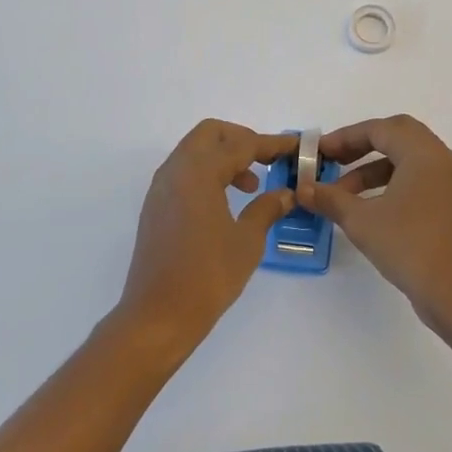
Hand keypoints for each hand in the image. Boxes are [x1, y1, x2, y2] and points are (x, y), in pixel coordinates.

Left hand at [116, 120, 298, 353]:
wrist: (157, 317)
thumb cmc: (207, 276)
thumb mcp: (247, 241)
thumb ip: (267, 209)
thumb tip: (285, 194)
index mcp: (198, 172)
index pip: (241, 144)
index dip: (271, 144)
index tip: (295, 147)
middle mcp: (176, 170)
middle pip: (211, 134)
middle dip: (241, 140)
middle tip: (266, 161)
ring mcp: (161, 188)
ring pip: (195, 151)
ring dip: (223, 157)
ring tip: (250, 186)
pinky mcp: (155, 207)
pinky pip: (184, 172)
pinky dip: (207, 173)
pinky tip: (226, 202)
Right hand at [302, 115, 451, 331]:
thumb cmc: (409, 246)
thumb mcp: (362, 221)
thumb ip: (330, 199)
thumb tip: (302, 188)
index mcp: (423, 153)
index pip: (380, 129)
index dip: (345, 137)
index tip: (319, 152)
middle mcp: (439, 159)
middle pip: (396, 136)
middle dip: (360, 145)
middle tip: (333, 160)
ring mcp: (447, 182)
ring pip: (406, 159)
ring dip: (372, 169)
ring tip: (341, 193)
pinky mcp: (448, 204)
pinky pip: (415, 178)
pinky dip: (389, 183)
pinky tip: (367, 208)